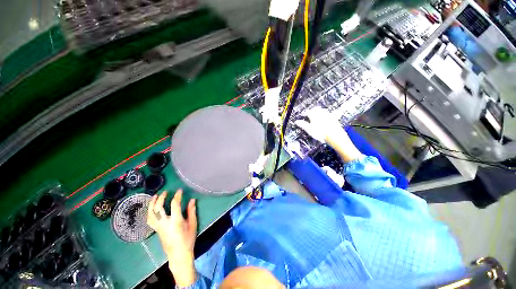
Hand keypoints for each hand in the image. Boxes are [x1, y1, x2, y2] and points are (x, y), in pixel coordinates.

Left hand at [147, 189, 197, 286]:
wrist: (178, 254)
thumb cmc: (187, 239)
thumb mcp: (193, 224)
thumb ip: (191, 211)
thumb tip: (192, 200)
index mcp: (175, 221)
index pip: (174, 204)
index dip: (177, 196)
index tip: (179, 190)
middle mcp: (165, 223)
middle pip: (158, 208)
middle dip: (161, 198)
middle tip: (165, 192)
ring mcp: (158, 227)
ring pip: (151, 214)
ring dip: (152, 204)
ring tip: (155, 196)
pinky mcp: (156, 230)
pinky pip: (150, 219)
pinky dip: (149, 212)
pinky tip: (152, 208)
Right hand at [294, 107, 344, 142]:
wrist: (333, 135)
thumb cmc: (320, 133)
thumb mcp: (309, 129)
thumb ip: (303, 124)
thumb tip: (297, 121)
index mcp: (314, 115)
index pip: (307, 112)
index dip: (304, 113)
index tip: (302, 114)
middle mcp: (321, 113)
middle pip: (315, 109)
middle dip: (312, 110)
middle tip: (309, 112)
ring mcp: (328, 115)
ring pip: (323, 110)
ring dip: (319, 110)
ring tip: (318, 112)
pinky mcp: (334, 118)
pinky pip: (331, 113)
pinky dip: (329, 113)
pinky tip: (331, 113)